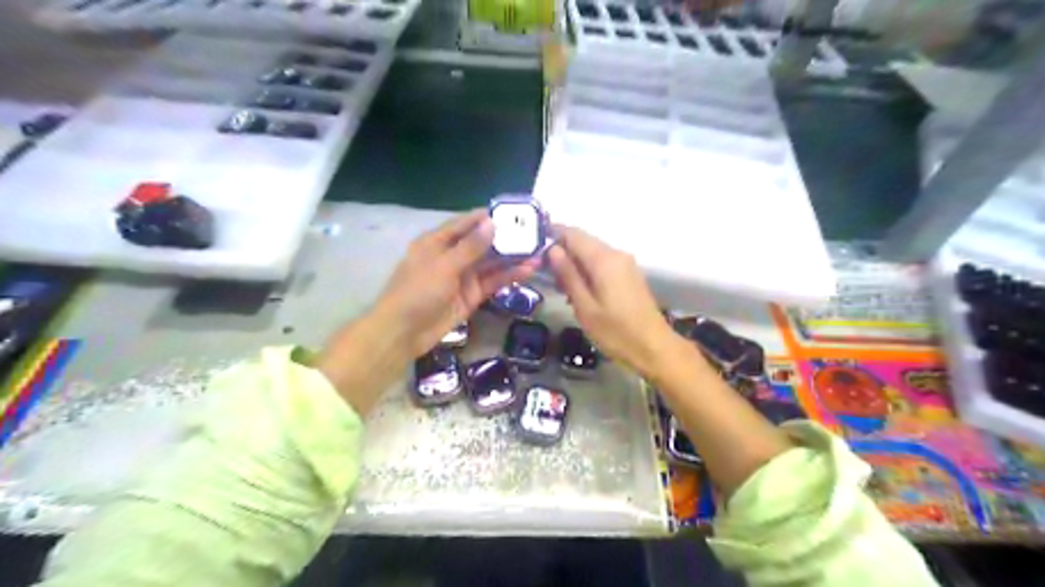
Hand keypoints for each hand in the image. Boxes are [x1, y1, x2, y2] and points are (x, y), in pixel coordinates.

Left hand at [376, 212, 536, 356]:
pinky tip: (528, 270)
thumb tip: (492, 223)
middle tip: (533, 231)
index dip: (487, 217)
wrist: (404, 332)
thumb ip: (470, 247)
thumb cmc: (418, 292)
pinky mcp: (471, 296)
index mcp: (437, 242)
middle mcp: (451, 256)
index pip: (465, 223)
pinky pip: (492, 282)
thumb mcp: (444, 266)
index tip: (513, 211)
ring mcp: (462, 277)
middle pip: (482, 243)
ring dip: (511, 258)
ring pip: (490, 263)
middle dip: (506, 237)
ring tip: (538, 250)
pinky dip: (508, 276)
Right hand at [547, 224, 677, 374]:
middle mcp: (616, 254)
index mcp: (604, 259)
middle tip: (545, 275)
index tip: (534, 249)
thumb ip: (568, 275)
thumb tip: (553, 250)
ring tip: (561, 289)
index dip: (552, 235)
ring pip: (592, 252)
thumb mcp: (585, 307)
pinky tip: (579, 292)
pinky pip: (602, 263)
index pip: (573, 233)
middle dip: (562, 252)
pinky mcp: (629, 274)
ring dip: (574, 264)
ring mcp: (625, 263)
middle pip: (583, 241)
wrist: (654, 348)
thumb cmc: (616, 332)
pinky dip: (587, 271)